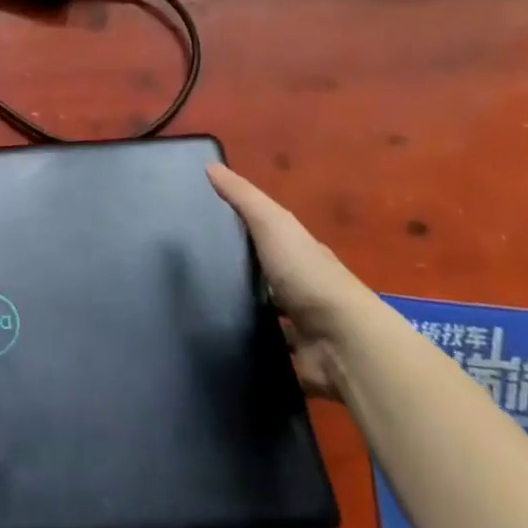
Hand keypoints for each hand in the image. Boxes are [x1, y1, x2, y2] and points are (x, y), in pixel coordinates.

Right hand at [207, 163, 377, 397]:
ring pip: (261, 316)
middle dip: (233, 273)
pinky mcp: (293, 361)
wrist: (343, 343)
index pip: (266, 236)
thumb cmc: (309, 276)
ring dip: (237, 313)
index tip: (197, 226)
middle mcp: (301, 289)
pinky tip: (213, 342)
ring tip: (190, 309)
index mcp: (299, 254)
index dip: (237, 228)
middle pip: (262, 277)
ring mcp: (299, 328)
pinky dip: (245, 349)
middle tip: (184, 271)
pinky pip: (264, 353)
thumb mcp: (273, 225)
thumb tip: (209, 165)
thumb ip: (243, 198)